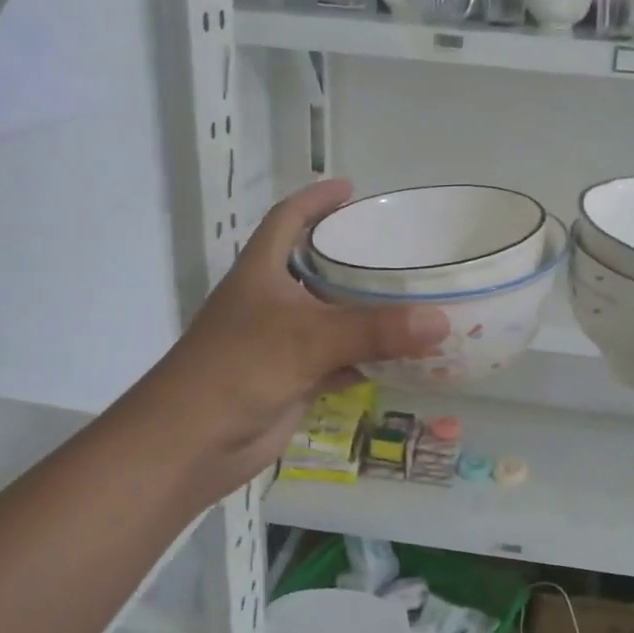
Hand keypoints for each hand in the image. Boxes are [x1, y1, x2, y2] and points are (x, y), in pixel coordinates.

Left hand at [141, 180, 447, 497]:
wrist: (191, 445)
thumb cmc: (238, 371)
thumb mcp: (307, 339)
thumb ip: (375, 330)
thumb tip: (442, 320)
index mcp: (261, 272)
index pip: (287, 219)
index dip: (316, 199)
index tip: (353, 188)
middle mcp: (271, 301)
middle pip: (317, 267)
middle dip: (354, 256)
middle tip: (402, 248)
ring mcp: (282, 343)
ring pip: (333, 317)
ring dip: (367, 311)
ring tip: (414, 295)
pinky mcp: (294, 379)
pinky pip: (341, 359)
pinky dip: (369, 357)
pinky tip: (404, 356)